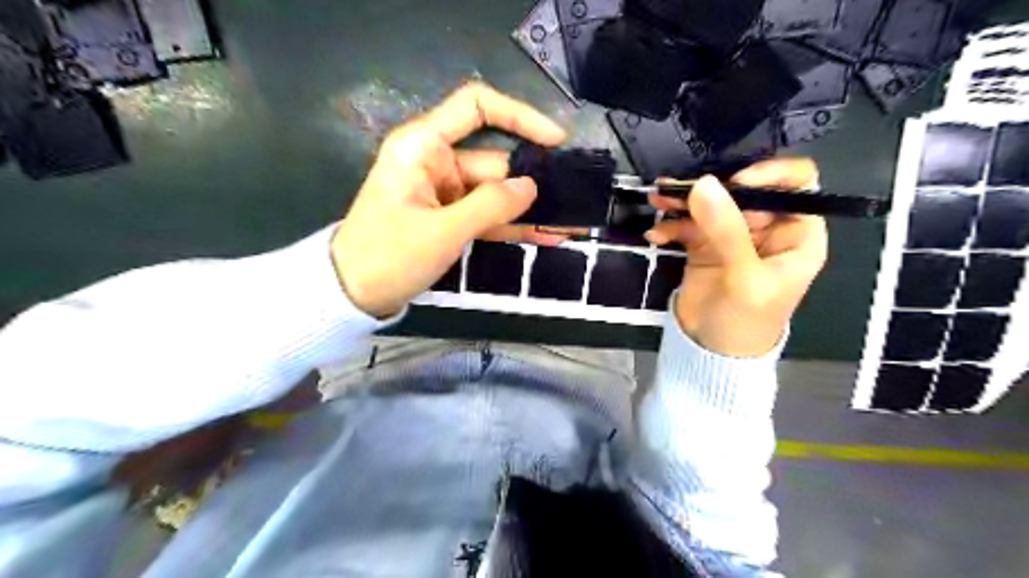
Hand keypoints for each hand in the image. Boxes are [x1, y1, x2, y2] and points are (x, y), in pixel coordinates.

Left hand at [333, 82, 566, 317]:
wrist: (352, 295)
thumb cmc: (388, 256)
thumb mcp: (443, 231)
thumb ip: (490, 206)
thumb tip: (530, 187)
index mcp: (424, 146)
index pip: (476, 107)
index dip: (519, 116)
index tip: (555, 140)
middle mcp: (435, 161)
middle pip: (493, 161)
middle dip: (531, 183)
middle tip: (573, 203)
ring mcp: (442, 192)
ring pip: (494, 193)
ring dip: (526, 210)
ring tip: (567, 226)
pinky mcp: (447, 217)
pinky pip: (485, 215)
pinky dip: (510, 226)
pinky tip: (543, 237)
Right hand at [644, 158, 829, 356]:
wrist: (712, 353)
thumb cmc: (746, 321)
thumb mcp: (744, 277)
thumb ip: (726, 230)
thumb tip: (703, 184)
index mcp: (795, 233)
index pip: (795, 184)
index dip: (768, 175)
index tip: (733, 182)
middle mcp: (766, 228)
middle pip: (743, 191)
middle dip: (710, 188)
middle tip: (677, 191)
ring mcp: (732, 236)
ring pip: (711, 204)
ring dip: (683, 202)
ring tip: (658, 200)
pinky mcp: (704, 246)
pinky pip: (688, 224)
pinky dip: (671, 226)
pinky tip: (655, 235)